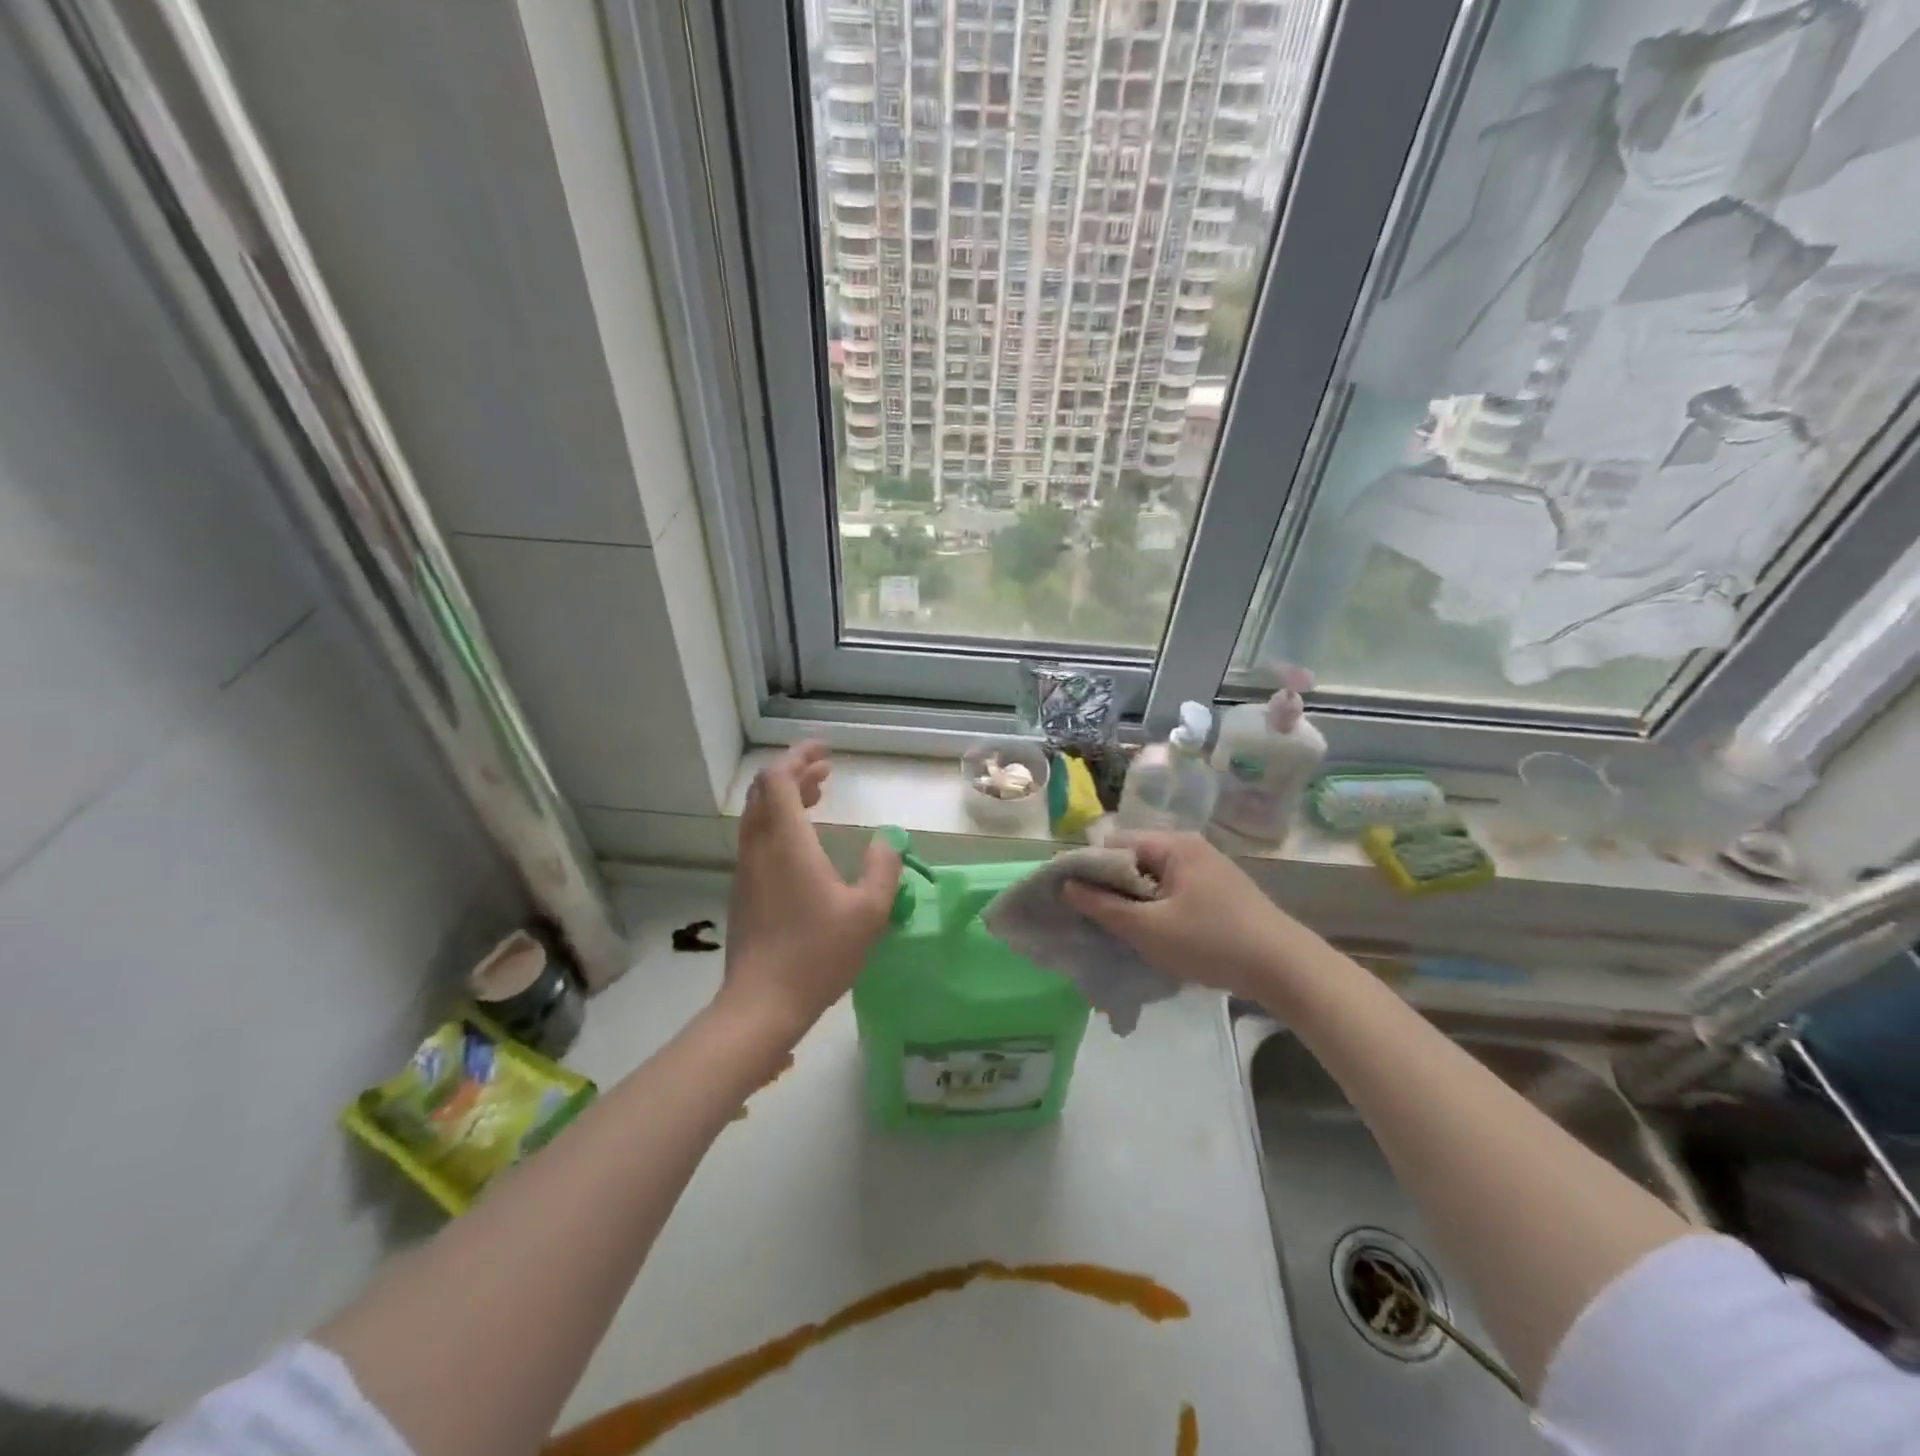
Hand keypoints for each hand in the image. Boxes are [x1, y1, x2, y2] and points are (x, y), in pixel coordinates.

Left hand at [719, 744, 901, 1037]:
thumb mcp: (868, 912)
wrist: (761, 1004)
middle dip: (795, 772)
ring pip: (759, 815)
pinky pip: (757, 837)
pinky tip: (804, 841)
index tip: (826, 750)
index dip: (799, 756)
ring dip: (786, 797)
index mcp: (786, 843)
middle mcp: (760, 848)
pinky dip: (779, 822)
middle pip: (765, 791)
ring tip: (819, 795)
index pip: (779, 779)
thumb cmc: (818, 954)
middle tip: (826, 770)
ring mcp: (746, 870)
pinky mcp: (743, 890)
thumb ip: (882, 869)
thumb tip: (888, 839)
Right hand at [1063, 832, 1298, 1001]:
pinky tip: (1160, 936)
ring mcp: (1208, 868)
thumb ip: (1102, 906)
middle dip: (1114, 889)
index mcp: (1173, 845)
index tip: (1079, 902)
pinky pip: (1174, 890)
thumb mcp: (1148, 928)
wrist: (1285, 969)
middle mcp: (1190, 847)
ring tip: (1129, 933)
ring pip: (1154, 878)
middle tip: (1103, 922)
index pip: (1113, 845)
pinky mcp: (1220, 891)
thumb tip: (1065, 886)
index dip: (1090, 871)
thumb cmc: (1211, 942)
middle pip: (1134, 860)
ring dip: (1137, 902)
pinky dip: (1160, 908)